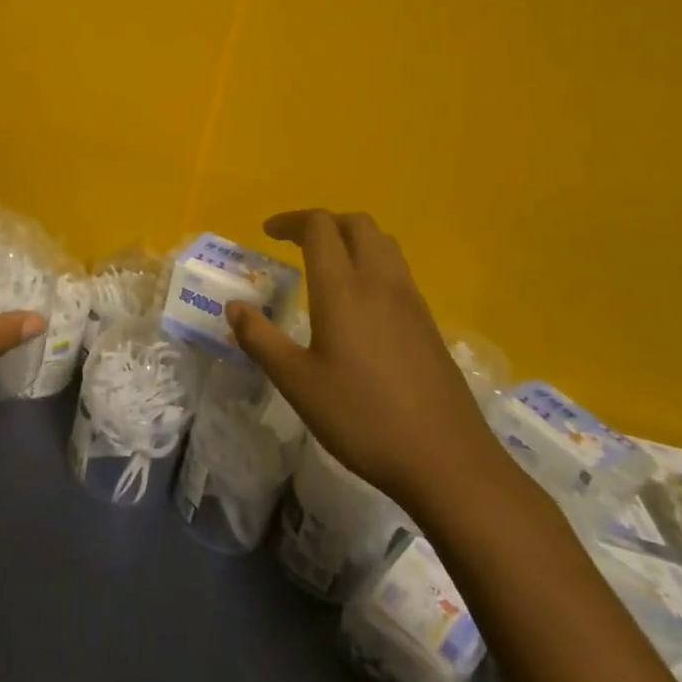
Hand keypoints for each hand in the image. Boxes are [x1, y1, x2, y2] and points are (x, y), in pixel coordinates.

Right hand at [226, 209, 508, 515]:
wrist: (447, 461)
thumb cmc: (362, 417)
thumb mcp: (296, 382)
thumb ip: (260, 339)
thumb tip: (234, 307)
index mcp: (342, 288)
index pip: (319, 227)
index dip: (290, 221)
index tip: (267, 233)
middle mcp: (379, 282)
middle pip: (357, 223)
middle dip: (323, 223)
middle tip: (296, 244)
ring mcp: (410, 301)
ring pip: (383, 244)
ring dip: (352, 239)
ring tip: (327, 264)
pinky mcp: (428, 324)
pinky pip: (398, 271)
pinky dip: (373, 264)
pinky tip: (359, 304)